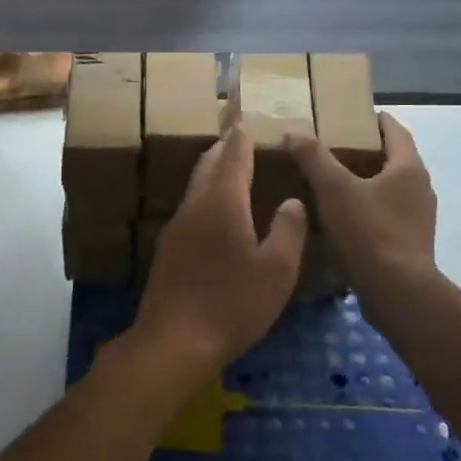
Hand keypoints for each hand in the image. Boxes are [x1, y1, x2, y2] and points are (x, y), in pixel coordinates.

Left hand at [133, 126, 306, 373]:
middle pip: (207, 166)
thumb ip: (289, 230)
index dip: (242, 136)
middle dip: (224, 150)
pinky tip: (217, 219)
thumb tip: (293, 200)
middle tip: (241, 140)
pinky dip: (206, 200)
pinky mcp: (167, 252)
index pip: (233, 156)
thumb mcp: (277, 270)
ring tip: (233, 175)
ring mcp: (175, 229)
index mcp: (222, 202)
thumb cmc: (232, 303)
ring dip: (213, 175)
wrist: (173, 341)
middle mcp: (194, 207)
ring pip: (195, 189)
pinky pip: (190, 212)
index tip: (246, 118)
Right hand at [287, 113, 436, 296]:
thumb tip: (293, 132)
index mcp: (409, 168)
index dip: (374, 120)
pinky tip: (344, 220)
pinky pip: (387, 215)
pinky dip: (368, 210)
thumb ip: (313, 157)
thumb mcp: (333, 189)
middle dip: (366, 152)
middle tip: (333, 148)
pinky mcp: (411, 243)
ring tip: (333, 184)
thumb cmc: (369, 231)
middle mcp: (421, 189)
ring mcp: (419, 218)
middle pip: (394, 160)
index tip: (351, 115)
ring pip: (390, 189)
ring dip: (367, 183)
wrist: (397, 291)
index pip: (395, 130)